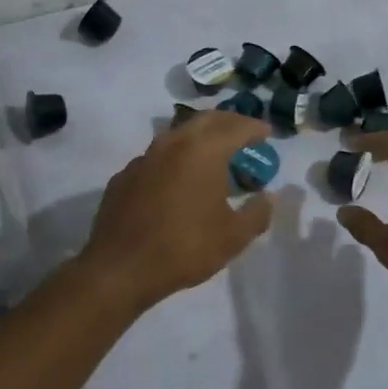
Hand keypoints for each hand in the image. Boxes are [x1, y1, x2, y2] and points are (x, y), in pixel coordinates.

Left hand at [75, 111, 274, 311]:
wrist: (120, 268)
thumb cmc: (184, 248)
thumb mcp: (233, 237)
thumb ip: (257, 213)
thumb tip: (267, 197)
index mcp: (203, 151)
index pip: (236, 127)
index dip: (254, 128)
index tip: (266, 133)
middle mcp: (173, 143)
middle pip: (206, 120)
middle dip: (228, 122)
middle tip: (243, 133)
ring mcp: (144, 157)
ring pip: (178, 134)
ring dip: (199, 137)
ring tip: (213, 152)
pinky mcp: (125, 175)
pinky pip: (157, 157)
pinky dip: (175, 158)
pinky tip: (178, 178)